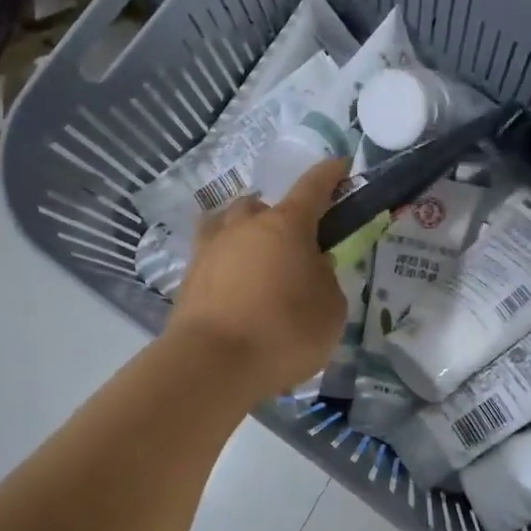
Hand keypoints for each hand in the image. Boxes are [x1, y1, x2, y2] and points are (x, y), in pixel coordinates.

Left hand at [167, 157, 349, 396]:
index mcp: (286, 224)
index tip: (341, 165)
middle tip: (296, 248)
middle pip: (265, 206)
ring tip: (260, 262)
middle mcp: (246, 225)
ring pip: (231, 224)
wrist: (211, 365)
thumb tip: (312, 267)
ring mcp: (211, 248)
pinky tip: (236, 286)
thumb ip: (327, 280)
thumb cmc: (283, 332)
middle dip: (282, 217)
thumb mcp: (331, 309)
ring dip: (248, 234)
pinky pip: (214, 255)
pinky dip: (228, 263)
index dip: (330, 174)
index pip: (313, 186)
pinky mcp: (189, 276)